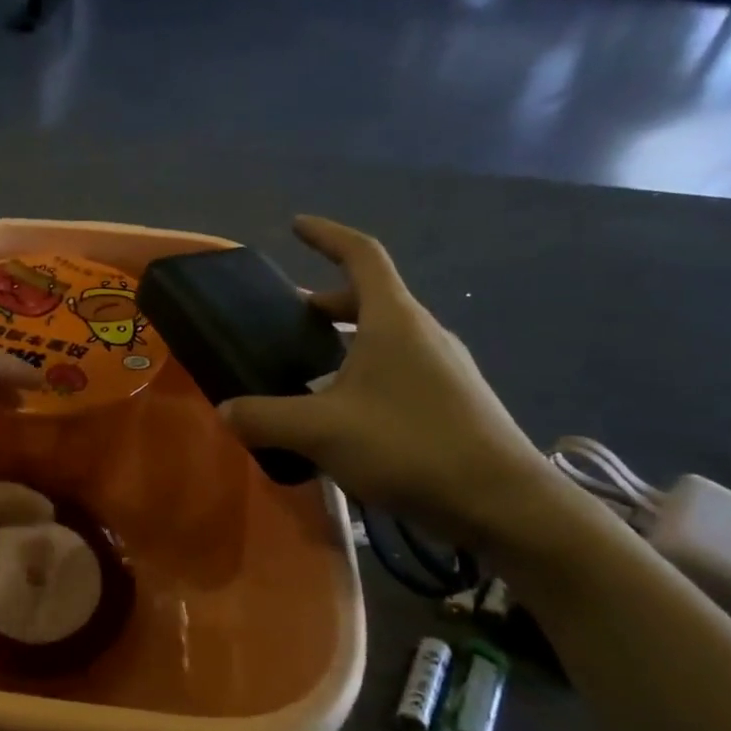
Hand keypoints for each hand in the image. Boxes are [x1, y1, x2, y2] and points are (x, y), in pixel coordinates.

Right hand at [221, 217, 553, 547]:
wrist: (504, 504)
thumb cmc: (410, 446)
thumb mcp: (322, 432)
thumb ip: (266, 418)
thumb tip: (226, 411)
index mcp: (394, 320)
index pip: (361, 255)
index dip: (326, 235)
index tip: (296, 226)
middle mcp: (423, 332)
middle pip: (371, 297)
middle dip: (326, 302)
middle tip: (288, 318)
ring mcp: (445, 366)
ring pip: (386, 336)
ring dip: (346, 339)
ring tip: (309, 367)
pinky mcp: (455, 400)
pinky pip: (400, 367)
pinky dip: (366, 370)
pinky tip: (346, 412)